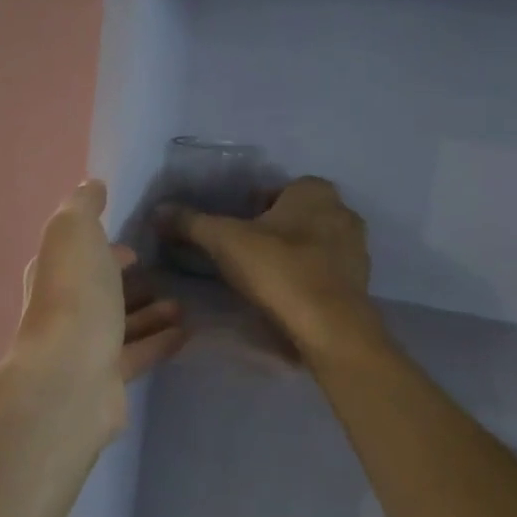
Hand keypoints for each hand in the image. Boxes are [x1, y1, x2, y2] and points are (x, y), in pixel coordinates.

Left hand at [15, 181, 186, 440]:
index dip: (103, 248)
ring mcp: (84, 345)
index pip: (77, 255)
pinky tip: (188, 333)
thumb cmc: (74, 296)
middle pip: (100, 291)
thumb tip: (92, 185)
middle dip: (128, 281)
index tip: (133, 245)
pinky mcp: (107, 378)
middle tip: (167, 273)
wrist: (71, 377)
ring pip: (120, 323)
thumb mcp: (75, 233)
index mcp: (53, 273)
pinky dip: (160, 341)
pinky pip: (138, 353)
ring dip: (149, 312)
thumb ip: (84, 206)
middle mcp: (64, 308)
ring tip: (184, 303)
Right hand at [157, 177, 389, 368]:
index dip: (253, 205)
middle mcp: (342, 212)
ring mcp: (356, 250)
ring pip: (312, 244)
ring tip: (258, 277)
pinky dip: (304, 278)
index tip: (232, 228)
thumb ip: (191, 222)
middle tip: (240, 252)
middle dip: (272, 230)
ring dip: (289, 255)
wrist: (328, 328)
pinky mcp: (358, 284)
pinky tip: (282, 296)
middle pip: (295, 215)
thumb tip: (159, 210)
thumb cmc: (278, 270)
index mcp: (315, 192)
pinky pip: (323, 272)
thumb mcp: (223, 241)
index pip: (278, 188)